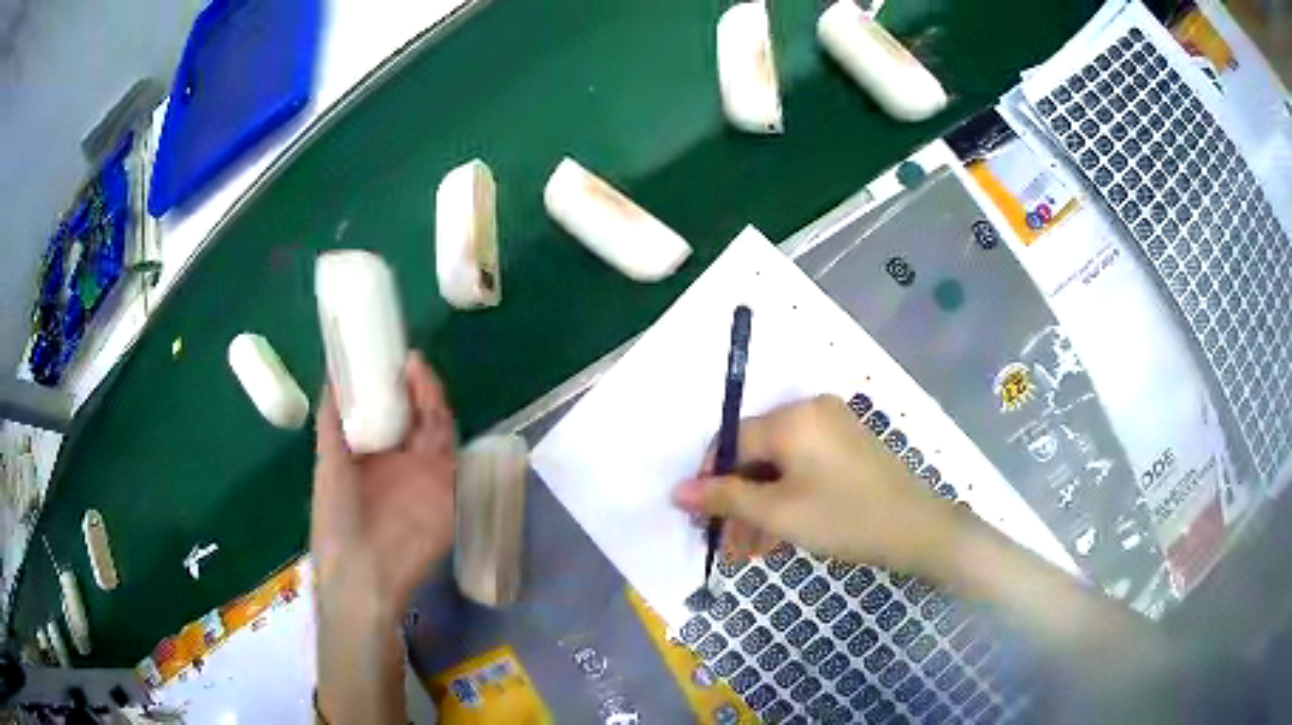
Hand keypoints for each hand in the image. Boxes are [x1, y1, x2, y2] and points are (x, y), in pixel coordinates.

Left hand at [311, 351, 456, 616]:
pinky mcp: (447, 488)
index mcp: (369, 459)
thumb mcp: (327, 466)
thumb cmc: (336, 520)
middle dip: (408, 386)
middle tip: (403, 358)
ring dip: (425, 395)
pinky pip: (450, 448)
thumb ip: (332, 423)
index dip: (383, 387)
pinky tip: (431, 396)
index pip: (382, 415)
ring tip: (414, 366)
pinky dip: (442, 419)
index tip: (380, 356)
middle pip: (411, 415)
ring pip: (432, 425)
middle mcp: (399, 463)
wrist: (366, 571)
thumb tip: (331, 377)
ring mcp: (425, 475)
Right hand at [672, 395, 955, 574]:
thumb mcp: (779, 513)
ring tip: (752, 550)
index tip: (703, 519)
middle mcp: (811, 411)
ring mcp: (834, 426)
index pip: (731, 440)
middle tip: (729, 544)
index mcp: (792, 417)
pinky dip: (788, 496)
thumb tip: (676, 490)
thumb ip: (725, 498)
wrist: (919, 529)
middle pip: (756, 454)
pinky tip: (781, 533)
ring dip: (762, 505)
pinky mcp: (849, 445)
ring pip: (780, 465)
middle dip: (739, 500)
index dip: (710, 480)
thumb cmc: (845, 519)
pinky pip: (804, 466)